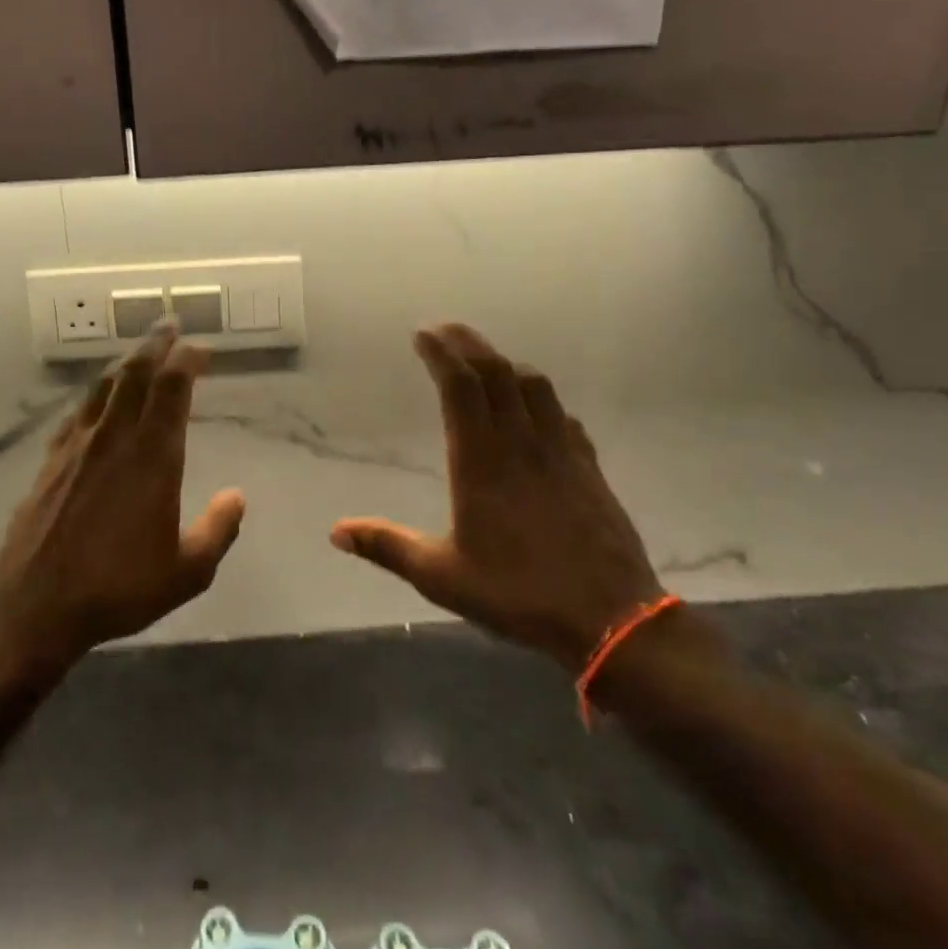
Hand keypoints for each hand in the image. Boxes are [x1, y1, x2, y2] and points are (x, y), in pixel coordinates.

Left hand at [0, 327, 243, 666]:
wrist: (35, 605)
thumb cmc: (117, 588)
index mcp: (152, 457)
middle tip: (169, 325)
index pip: (172, 389)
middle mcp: (115, 438)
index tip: (201, 349)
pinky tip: (97, 398)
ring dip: (125, 361)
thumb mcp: (186, 572)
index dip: (187, 360)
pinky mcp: (51, 460)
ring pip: (104, 386)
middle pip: (136, 374)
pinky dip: (95, 394)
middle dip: (155, 344)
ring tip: (139, 351)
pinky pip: (77, 412)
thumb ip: (217, 530)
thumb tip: (237, 496)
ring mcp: (78, 446)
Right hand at [331, 324, 662, 671]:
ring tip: (486, 361)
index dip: (441, 353)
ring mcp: (560, 451)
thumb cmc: (518, 593)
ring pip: (535, 386)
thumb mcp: (441, 576)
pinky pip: (562, 416)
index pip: (460, 387)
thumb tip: (336, 532)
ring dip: (506, 364)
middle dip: (468, 343)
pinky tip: (537, 410)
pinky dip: (543, 399)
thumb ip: (387, 547)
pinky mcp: (588, 467)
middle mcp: (520, 443)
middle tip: (445, 330)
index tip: (423, 334)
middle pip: (496, 373)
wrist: (611, 618)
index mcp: (480, 461)